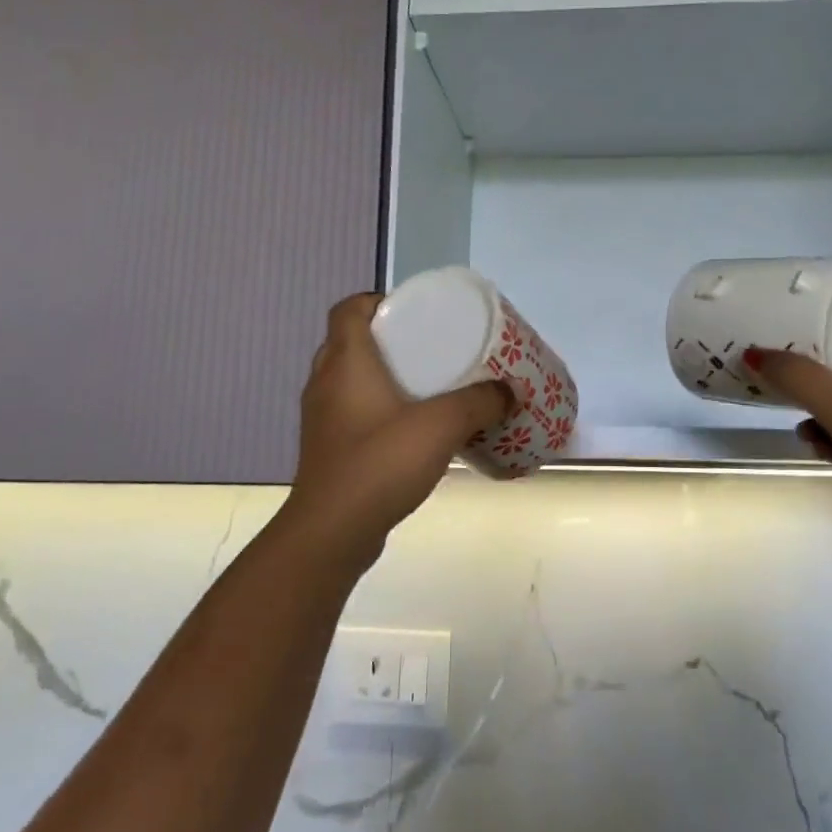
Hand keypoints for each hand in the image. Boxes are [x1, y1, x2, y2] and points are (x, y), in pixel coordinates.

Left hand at [281, 294, 512, 565]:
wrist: (333, 532)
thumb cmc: (380, 464)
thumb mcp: (441, 425)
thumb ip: (479, 403)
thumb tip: (508, 392)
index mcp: (345, 361)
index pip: (349, 308)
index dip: (378, 300)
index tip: (415, 311)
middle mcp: (325, 382)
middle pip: (351, 340)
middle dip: (390, 337)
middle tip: (431, 346)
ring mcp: (322, 417)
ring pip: (351, 378)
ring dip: (384, 374)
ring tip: (427, 383)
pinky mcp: (329, 448)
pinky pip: (354, 410)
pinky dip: (379, 407)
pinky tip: (412, 427)